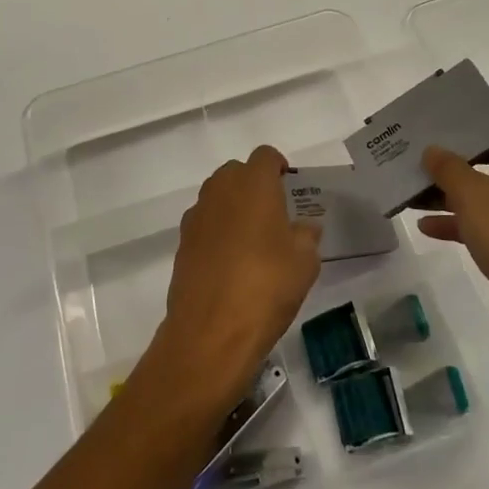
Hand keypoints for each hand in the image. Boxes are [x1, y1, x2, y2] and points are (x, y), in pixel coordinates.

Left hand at [147, 145, 321, 410]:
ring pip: (217, 196)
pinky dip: (217, 231)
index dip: (278, 167)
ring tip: (253, 239)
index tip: (289, 187)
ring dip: (233, 207)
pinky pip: (204, 223)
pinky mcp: (182, 243)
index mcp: (253, 184)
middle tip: (274, 213)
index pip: (265, 156)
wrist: (211, 332)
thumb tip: (304, 228)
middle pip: (237, 172)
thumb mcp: (305, 262)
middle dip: (254, 184)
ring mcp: (196, 216)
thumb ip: (307, 236)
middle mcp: (220, 190)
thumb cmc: (267, 287)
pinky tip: (230, 262)